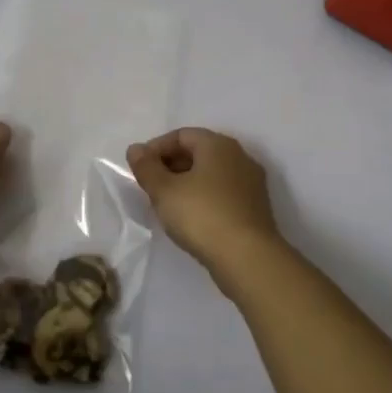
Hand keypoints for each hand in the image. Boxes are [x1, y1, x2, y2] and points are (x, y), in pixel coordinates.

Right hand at [126, 127, 284, 286]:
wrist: (247, 258)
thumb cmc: (202, 215)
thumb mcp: (164, 191)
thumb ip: (146, 167)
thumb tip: (136, 149)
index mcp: (218, 145)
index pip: (182, 135)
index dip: (156, 148)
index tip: (139, 168)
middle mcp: (239, 157)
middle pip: (198, 152)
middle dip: (171, 164)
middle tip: (150, 185)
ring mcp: (251, 183)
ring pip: (211, 174)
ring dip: (187, 182)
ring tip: (167, 203)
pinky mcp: (255, 208)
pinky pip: (223, 193)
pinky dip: (203, 197)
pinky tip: (190, 217)